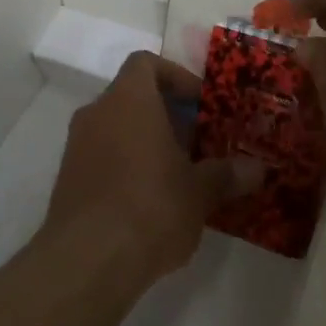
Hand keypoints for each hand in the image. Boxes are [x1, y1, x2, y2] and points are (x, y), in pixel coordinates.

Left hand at [39, 52, 262, 292]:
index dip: (176, 76)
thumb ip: (227, 174)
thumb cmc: (151, 207)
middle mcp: (97, 113)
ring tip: (182, 175)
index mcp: (129, 100)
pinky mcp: (68, 180)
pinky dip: (128, 166)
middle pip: (134, 98)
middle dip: (169, 116)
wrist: (87, 261)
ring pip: (118, 129)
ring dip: (148, 143)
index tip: (202, 104)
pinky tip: (154, 201)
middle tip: (201, 143)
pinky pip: (104, 158)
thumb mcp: (200, 191)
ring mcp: (77, 147)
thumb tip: (257, 170)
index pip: (146, 64)